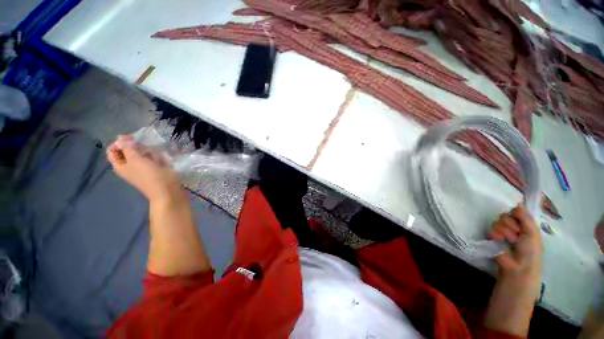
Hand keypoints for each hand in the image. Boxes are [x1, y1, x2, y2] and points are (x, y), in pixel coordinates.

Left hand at [106, 135, 182, 202]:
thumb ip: (127, 148)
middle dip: (132, 145)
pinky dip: (153, 154)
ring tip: (151, 145)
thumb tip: (120, 137)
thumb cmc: (149, 175)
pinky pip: (151, 158)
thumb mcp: (135, 160)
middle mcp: (129, 166)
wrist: (166, 189)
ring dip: (144, 149)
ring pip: (140, 154)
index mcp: (120, 166)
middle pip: (126, 152)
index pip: (112, 151)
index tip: (130, 138)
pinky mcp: (154, 168)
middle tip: (141, 141)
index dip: (119, 143)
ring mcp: (142, 168)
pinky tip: (159, 152)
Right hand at [489, 205, 541, 279]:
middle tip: (516, 235)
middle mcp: (512, 226)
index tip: (520, 223)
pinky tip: (500, 241)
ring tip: (509, 240)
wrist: (519, 265)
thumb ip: (525, 218)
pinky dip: (496, 235)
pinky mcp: (491, 237)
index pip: (515, 211)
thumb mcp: (532, 233)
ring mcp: (501, 232)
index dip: (516, 215)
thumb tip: (518, 203)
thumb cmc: (530, 251)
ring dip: (504, 231)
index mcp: (523, 225)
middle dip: (510, 224)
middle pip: (505, 215)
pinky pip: (490, 229)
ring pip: (497, 222)